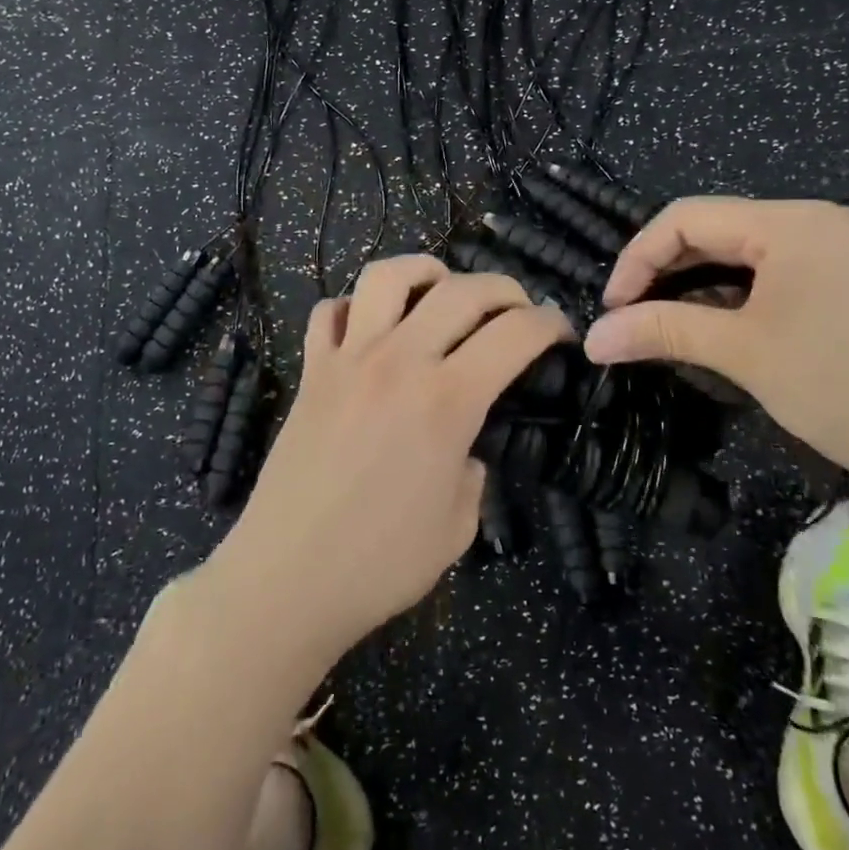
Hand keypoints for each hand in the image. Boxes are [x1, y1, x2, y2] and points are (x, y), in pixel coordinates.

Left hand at [206, 255, 571, 663]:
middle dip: (504, 289)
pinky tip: (372, 327)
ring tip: (441, 289)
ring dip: (425, 270)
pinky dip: (356, 307)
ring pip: (387, 276)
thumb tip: (461, 448)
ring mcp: (348, 360)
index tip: (560, 332)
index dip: (549, 323)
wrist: (287, 579)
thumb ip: (470, 471)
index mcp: (448, 400)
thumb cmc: (381, 564)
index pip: (514, 334)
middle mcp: (400, 362)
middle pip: (461, 290)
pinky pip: (330, 313)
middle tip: (517, 310)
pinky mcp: (311, 372)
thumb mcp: (458, 525)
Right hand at [582, 198, 848, 509]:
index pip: (686, 217)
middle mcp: (814, 224)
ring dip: (696, 292)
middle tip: (629, 323)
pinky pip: (774, 280)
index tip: (611, 310)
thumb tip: (592, 338)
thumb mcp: (745, 354)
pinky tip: (716, 335)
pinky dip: (735, 303)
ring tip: (663, 331)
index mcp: (790, 222)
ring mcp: (838, 254)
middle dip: (664, 275)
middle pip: (714, 233)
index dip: (637, 259)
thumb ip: (663, 332)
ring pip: (742, 259)